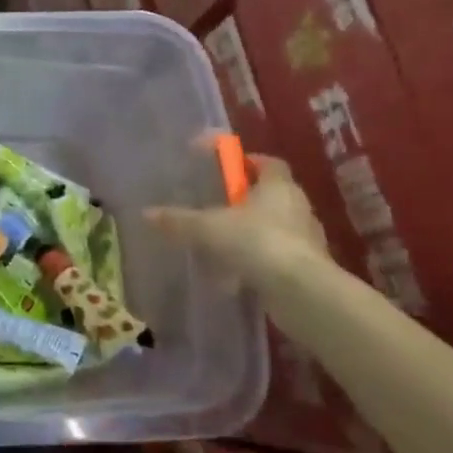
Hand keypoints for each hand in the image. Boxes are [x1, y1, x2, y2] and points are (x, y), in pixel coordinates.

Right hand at [144, 135, 330, 288]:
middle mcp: (297, 207)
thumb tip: (147, 214)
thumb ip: (179, 221)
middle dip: (244, 199)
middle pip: (271, 194)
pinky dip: (255, 260)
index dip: (246, 161)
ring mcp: (305, 239)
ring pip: (274, 227)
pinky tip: (233, 273)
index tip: (223, 165)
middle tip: (215, 204)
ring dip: (249, 231)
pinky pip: (275, 256)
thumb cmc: (257, 242)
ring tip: (220, 242)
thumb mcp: (208, 229)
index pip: (268, 163)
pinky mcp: (306, 267)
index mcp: (278, 186)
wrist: (301, 292)